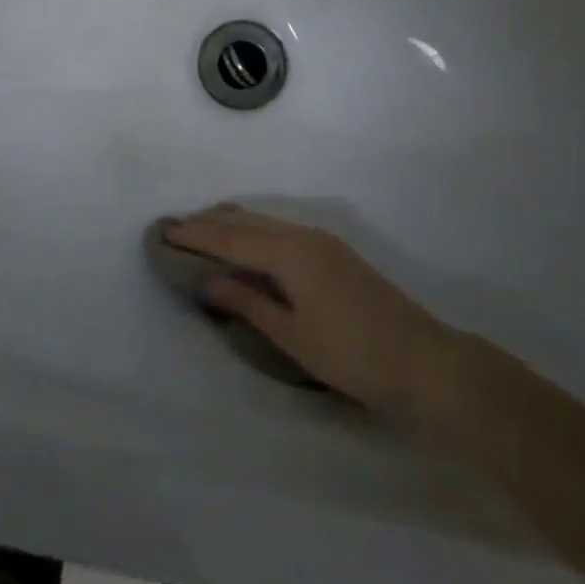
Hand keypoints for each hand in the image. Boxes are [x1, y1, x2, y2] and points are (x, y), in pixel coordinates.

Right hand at [161, 205, 456, 416]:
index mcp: (290, 253)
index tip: (163, 232)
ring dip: (232, 224)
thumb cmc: (351, 355)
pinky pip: (281, 229)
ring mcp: (323, 241)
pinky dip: (254, 231)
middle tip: (174, 227)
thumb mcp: (292, 334)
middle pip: (246, 222)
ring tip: (202, 227)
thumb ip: (248, 302)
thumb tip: (209, 280)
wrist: (421, 361)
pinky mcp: (334, 252)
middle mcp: (304, 236)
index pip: (230, 239)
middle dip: (209, 223)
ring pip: (265, 222)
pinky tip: (247, 241)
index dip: (195, 236)